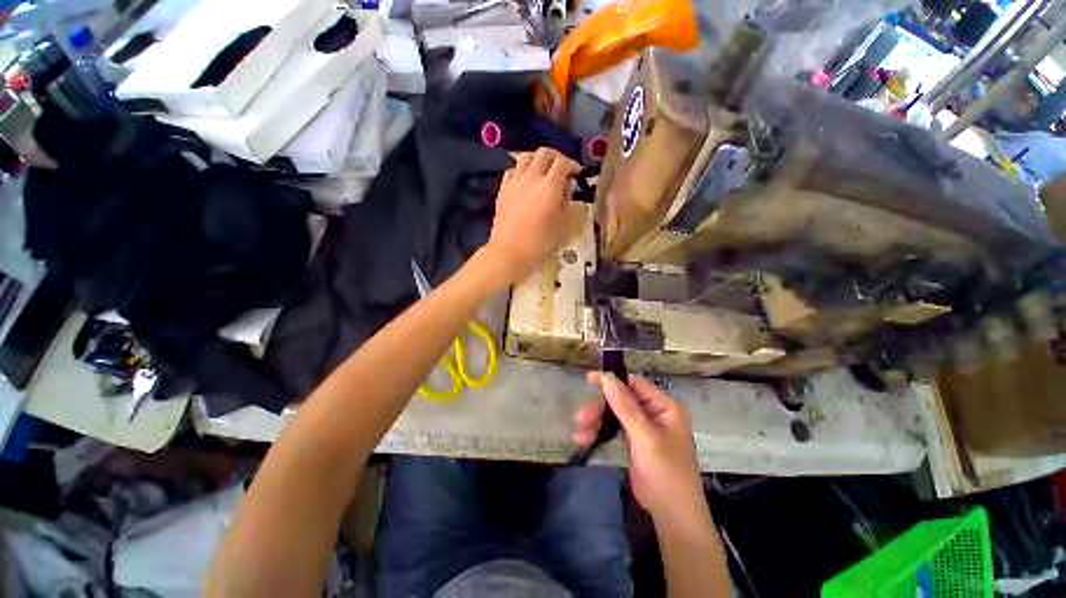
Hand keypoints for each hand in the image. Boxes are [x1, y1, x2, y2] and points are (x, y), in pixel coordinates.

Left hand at [480, 147, 578, 285]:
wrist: (510, 252)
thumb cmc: (540, 243)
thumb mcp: (562, 224)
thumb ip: (567, 200)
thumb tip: (569, 183)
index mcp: (550, 187)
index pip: (563, 163)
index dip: (572, 164)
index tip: (576, 173)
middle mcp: (531, 178)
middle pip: (544, 153)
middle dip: (556, 157)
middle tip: (561, 169)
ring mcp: (514, 182)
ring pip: (525, 157)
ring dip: (537, 159)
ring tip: (542, 172)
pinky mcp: (502, 189)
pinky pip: (512, 170)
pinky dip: (521, 170)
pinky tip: (525, 182)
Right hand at [574, 372, 711, 530]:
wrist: (672, 516)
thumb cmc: (665, 472)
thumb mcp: (645, 437)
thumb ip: (625, 406)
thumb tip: (606, 377)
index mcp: (665, 406)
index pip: (635, 383)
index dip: (612, 380)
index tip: (588, 379)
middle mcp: (655, 412)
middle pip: (621, 399)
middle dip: (600, 408)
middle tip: (579, 417)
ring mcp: (644, 427)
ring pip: (615, 414)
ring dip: (596, 421)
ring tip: (578, 433)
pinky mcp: (635, 441)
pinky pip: (614, 428)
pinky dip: (600, 432)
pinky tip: (585, 438)